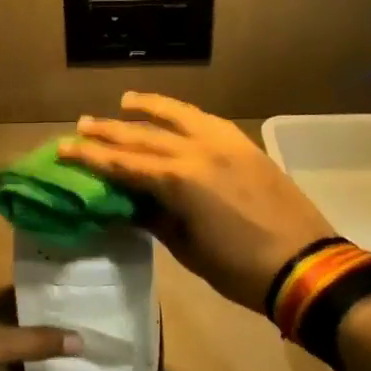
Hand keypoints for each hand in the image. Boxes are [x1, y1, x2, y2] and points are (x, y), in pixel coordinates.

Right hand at [59, 93, 335, 314]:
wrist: (305, 265)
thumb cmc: (239, 268)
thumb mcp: (187, 249)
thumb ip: (155, 217)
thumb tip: (128, 201)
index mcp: (179, 181)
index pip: (124, 163)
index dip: (91, 157)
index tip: (64, 147)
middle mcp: (198, 152)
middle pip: (144, 136)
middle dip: (110, 131)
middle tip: (83, 124)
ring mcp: (225, 144)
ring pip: (179, 116)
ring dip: (148, 108)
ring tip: (125, 101)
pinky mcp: (245, 146)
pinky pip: (207, 121)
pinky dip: (184, 115)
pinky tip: (174, 114)